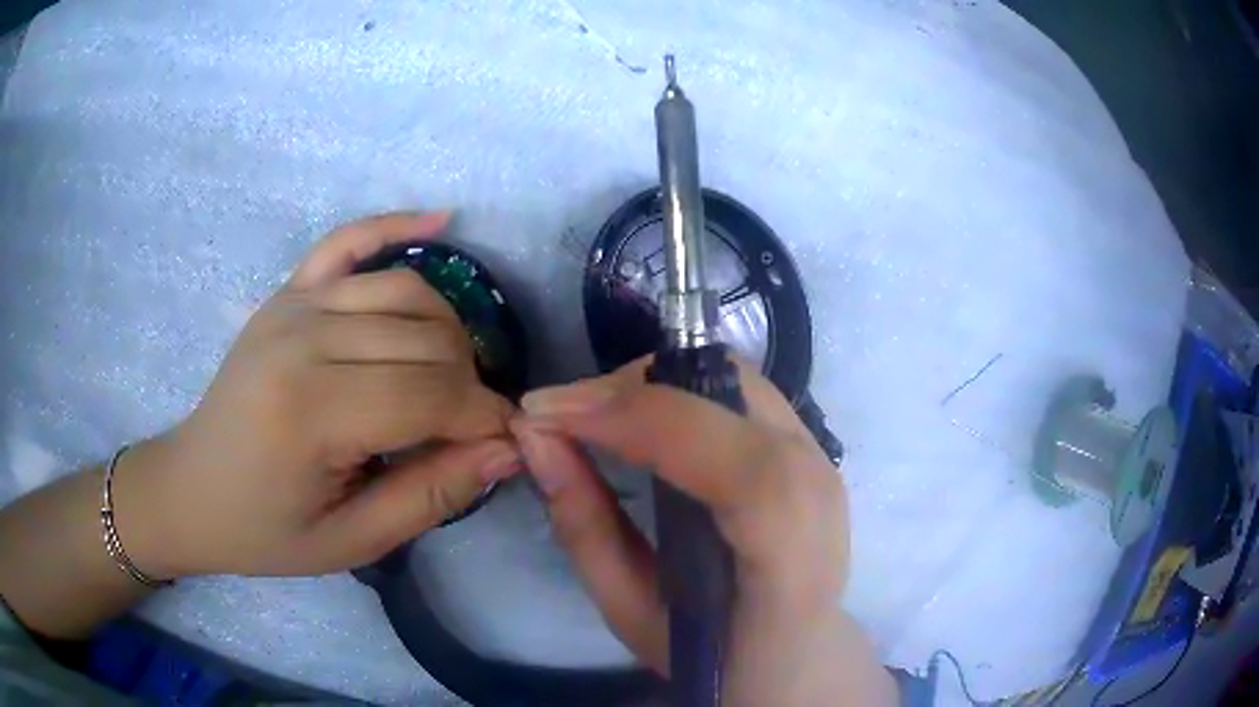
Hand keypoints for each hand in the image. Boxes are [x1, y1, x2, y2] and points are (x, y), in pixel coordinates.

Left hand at [116, 211, 518, 579]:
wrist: (191, 491)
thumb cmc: (265, 530)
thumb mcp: (349, 542)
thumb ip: (428, 497)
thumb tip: (505, 450)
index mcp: (310, 412)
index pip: (431, 394)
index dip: (483, 418)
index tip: (505, 444)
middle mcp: (303, 338)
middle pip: (426, 338)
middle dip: (469, 382)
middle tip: (469, 427)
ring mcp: (292, 303)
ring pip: (406, 290)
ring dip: (448, 330)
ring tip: (451, 375)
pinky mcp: (287, 291)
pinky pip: (348, 240)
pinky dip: (395, 225)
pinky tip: (441, 219)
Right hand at [511, 358, 897, 706]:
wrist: (798, 657)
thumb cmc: (716, 656)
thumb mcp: (634, 614)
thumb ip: (585, 529)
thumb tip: (535, 438)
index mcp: (791, 558)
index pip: (736, 465)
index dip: (638, 420)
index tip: (546, 415)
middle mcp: (820, 488)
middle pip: (729, 392)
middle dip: (630, 390)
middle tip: (560, 418)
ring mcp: (820, 458)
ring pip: (730, 377)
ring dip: (650, 385)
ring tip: (589, 419)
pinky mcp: (806, 445)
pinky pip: (735, 391)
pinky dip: (675, 390)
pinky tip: (636, 423)